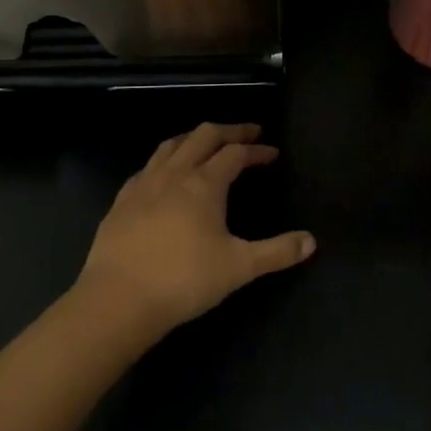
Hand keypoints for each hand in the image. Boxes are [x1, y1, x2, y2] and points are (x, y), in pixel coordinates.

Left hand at [77, 124, 314, 337]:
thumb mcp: (239, 268)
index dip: (256, 149)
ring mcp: (144, 184)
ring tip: (206, 143)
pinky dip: (164, 160)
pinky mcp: (122, 200)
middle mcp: (174, 173)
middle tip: (247, 132)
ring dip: (194, 138)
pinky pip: (147, 167)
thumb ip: (277, 252)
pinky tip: (164, 174)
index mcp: (205, 184)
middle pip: (204, 136)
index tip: (272, 152)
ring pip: (171, 145)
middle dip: (229, 131)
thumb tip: (311, 241)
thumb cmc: (184, 280)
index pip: (235, 153)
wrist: (119, 299)